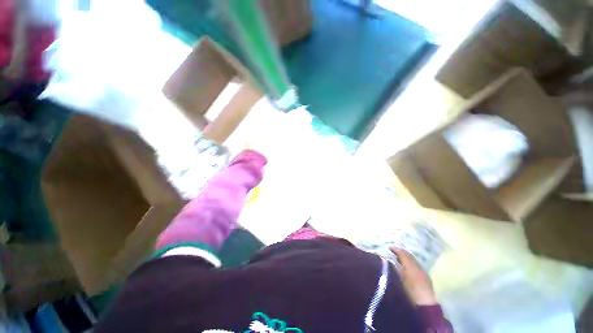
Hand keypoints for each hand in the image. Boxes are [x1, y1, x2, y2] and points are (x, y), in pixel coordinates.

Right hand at [390, 247, 436, 305]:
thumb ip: (395, 268)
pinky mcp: (426, 276)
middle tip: (394, 251)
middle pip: (409, 255)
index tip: (388, 248)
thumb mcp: (399, 279)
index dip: (395, 249)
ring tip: (399, 258)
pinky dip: (411, 262)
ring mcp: (422, 270)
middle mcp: (417, 265)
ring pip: (413, 259)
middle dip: (401, 251)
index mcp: (409, 265)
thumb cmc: (409, 291)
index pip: (402, 253)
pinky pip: (417, 264)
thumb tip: (390, 261)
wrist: (425, 303)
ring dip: (406, 256)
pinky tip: (408, 266)